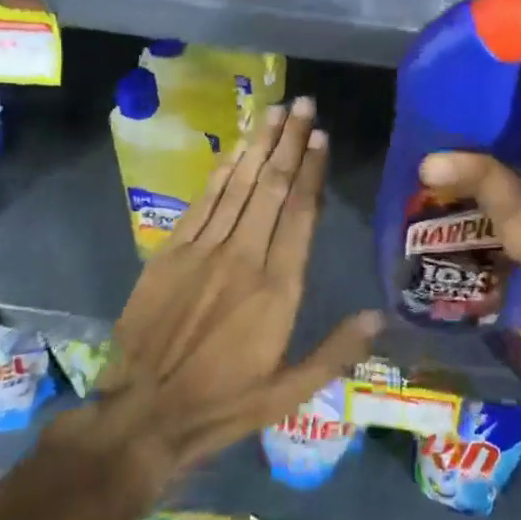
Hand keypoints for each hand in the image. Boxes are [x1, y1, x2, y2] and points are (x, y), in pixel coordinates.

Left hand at [42, 97, 382, 502]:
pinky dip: (224, 171)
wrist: (141, 415)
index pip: (301, 212)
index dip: (312, 169)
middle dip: (290, 141)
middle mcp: (243, 256)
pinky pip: (204, 200)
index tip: (321, 136)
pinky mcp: (172, 252)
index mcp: (277, 287)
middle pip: (272, 186)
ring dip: (259, 144)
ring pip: (239, 184)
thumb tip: (380, 316)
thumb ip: (335, 351)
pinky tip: (237, 148)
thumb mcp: (288, 393)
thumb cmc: (223, 404)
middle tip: (303, 103)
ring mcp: (203, 250)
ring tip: (276, 111)